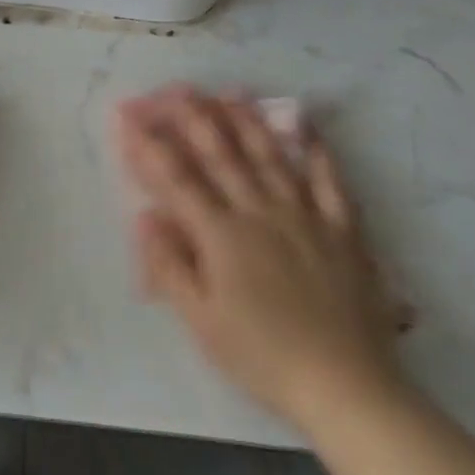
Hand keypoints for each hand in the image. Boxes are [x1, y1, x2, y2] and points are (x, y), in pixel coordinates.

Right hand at [115, 89, 406, 426]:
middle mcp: (260, 211)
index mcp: (222, 235)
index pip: (177, 178)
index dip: (148, 145)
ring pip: (269, 155)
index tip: (128, 116)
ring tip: (229, 92)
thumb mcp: (202, 321)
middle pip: (221, 154)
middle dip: (193, 117)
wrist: (346, 386)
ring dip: (246, 120)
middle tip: (173, 88)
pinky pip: (328, 179)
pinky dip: (315, 149)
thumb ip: (170, 265)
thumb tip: (144, 216)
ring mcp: (304, 214)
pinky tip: (305, 125)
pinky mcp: (342, 228)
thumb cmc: (263, 356)